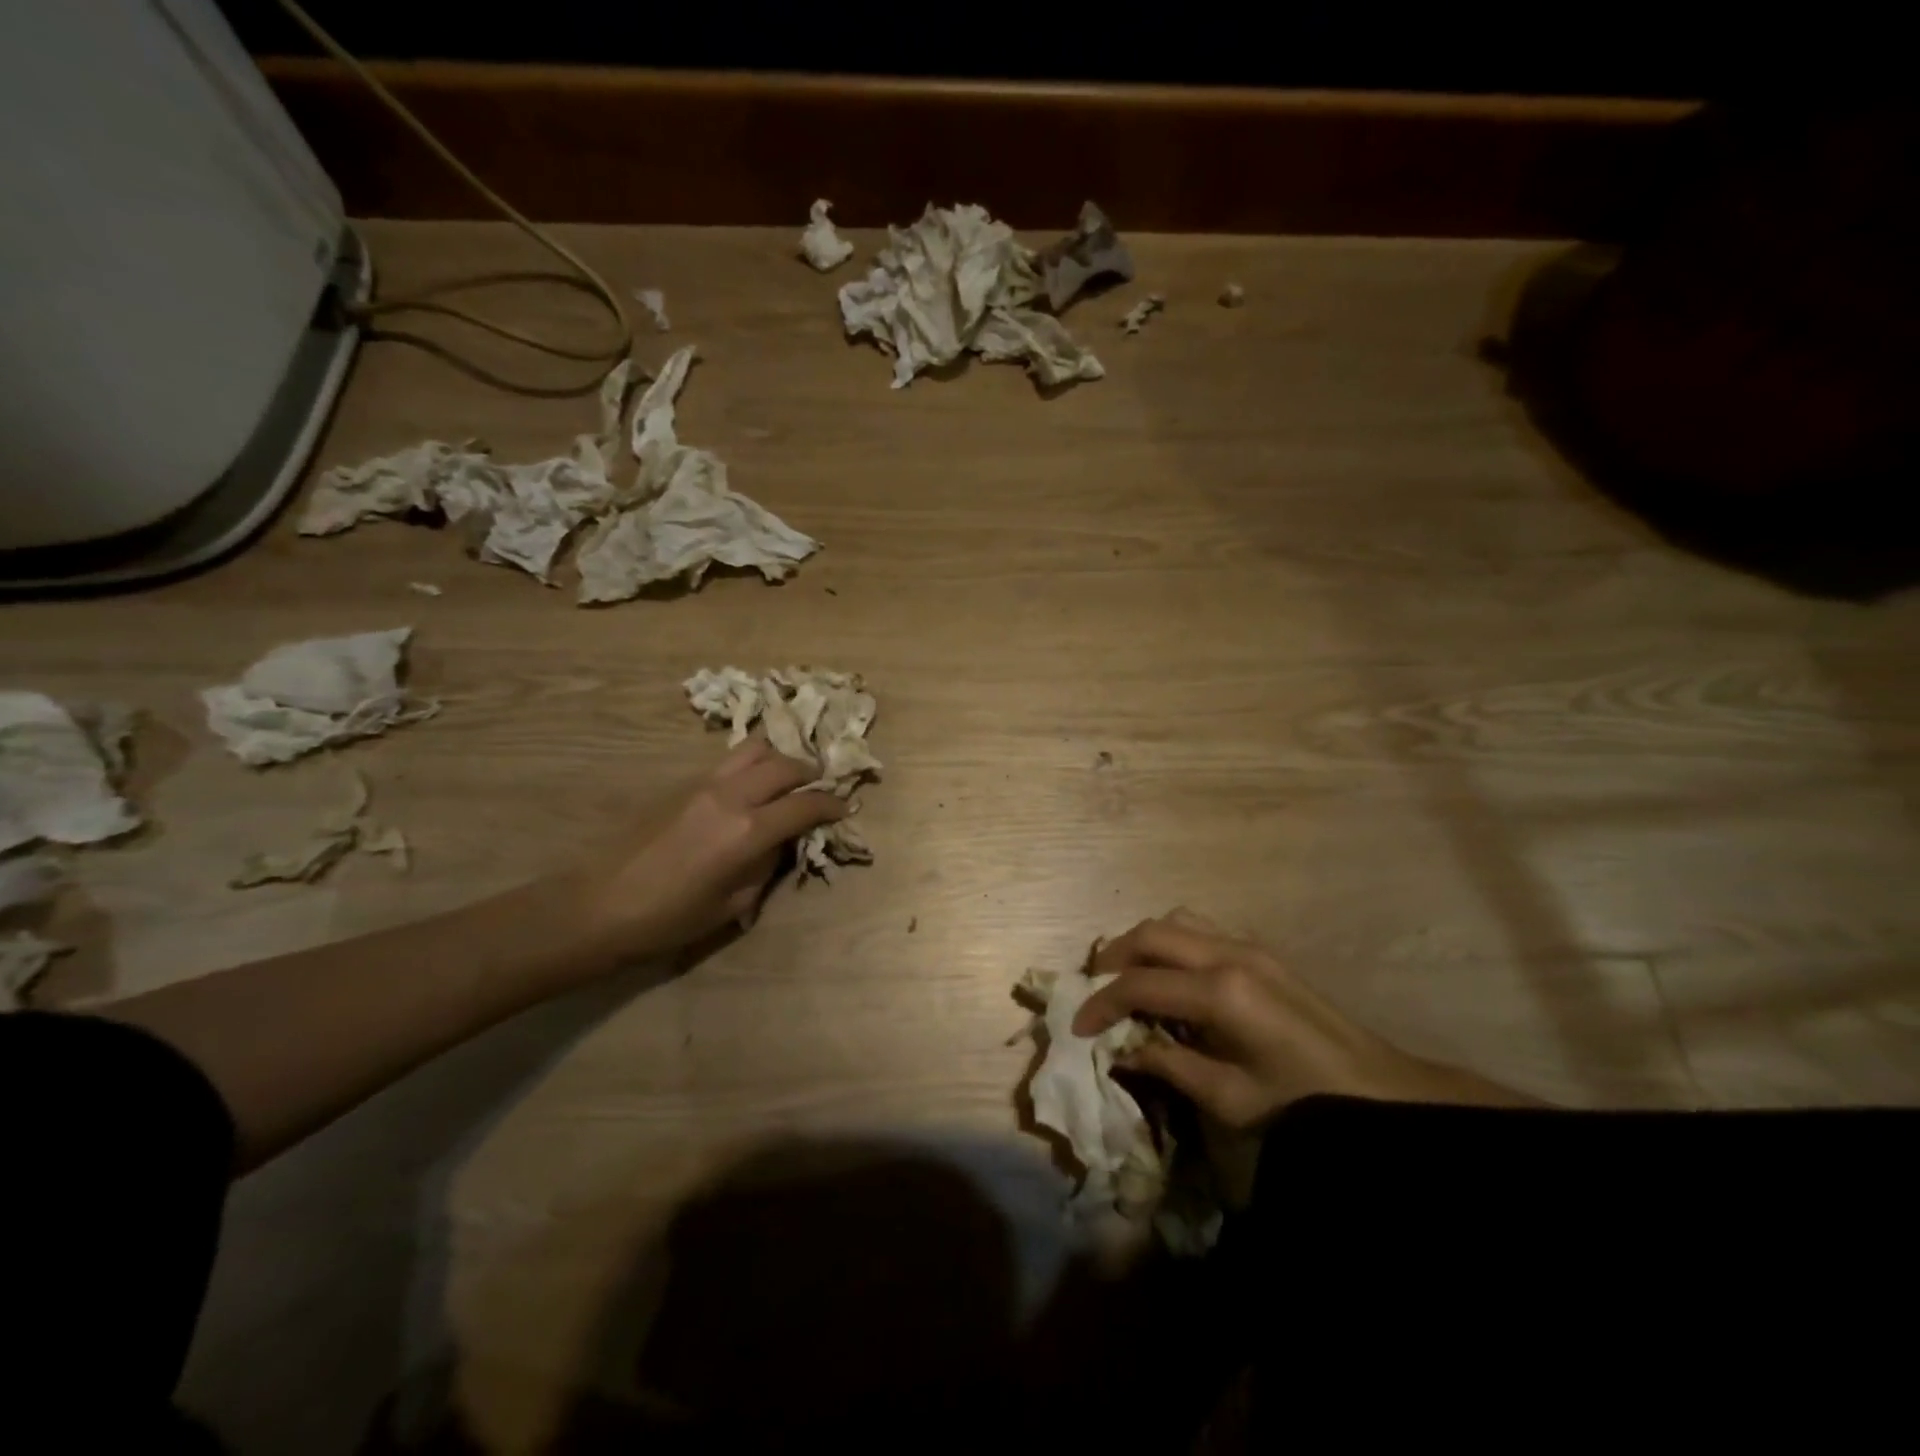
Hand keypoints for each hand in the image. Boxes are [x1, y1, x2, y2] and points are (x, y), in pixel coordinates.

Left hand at [569, 737, 845, 966]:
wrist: (600, 905)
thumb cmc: (670, 918)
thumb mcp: (733, 904)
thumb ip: (767, 865)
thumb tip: (782, 841)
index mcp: (747, 831)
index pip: (805, 805)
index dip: (832, 805)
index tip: (845, 808)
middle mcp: (731, 796)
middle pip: (786, 765)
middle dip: (811, 774)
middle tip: (821, 788)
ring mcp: (704, 783)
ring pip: (755, 748)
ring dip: (781, 758)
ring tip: (789, 776)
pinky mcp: (683, 783)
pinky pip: (729, 760)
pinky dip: (753, 762)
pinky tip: (754, 783)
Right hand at [1073, 909, 1534, 1126]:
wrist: (1379, 1090)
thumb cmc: (1303, 1102)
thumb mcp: (1229, 1098)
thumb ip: (1168, 1065)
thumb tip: (1120, 1051)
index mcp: (1221, 992)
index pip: (1139, 984)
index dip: (1102, 1004)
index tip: (1080, 1028)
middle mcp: (1229, 954)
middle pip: (1151, 934)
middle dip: (1114, 957)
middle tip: (1096, 990)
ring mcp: (1247, 945)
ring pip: (1175, 921)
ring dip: (1143, 943)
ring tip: (1128, 977)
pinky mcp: (1260, 950)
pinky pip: (1200, 929)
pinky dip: (1172, 943)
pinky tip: (1172, 977)